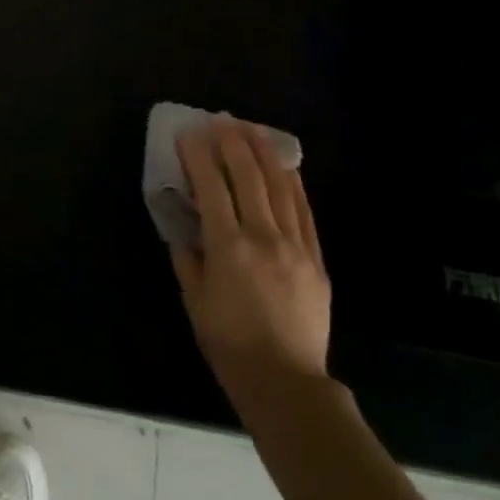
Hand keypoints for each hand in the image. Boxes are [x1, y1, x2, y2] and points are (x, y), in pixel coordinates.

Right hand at [171, 116, 331, 394]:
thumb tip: (184, 226)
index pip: (212, 187)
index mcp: (228, 247)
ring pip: (280, 186)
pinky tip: (285, 166)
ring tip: (252, 128)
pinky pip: (304, 210)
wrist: (285, 379)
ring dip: (264, 153)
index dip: (198, 156)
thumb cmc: (229, 343)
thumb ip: (187, 257)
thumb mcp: (195, 300)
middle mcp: (263, 236)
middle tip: (220, 120)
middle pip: (248, 177)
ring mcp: (295, 244)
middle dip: (232, 143)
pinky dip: (292, 183)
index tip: (189, 134)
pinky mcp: (316, 256)